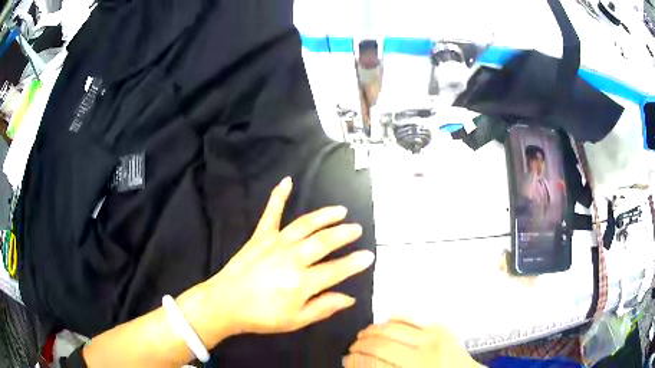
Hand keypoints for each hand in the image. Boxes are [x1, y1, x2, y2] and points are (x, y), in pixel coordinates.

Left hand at [202, 177, 374, 337]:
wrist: (225, 303)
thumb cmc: (261, 316)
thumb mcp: (296, 320)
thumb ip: (324, 307)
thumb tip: (349, 297)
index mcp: (301, 282)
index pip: (336, 270)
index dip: (354, 263)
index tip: (369, 256)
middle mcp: (292, 258)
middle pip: (324, 242)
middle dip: (344, 234)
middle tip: (357, 229)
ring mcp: (275, 243)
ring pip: (305, 225)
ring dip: (324, 216)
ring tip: (340, 211)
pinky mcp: (260, 236)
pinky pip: (271, 213)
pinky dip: (279, 196)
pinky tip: (287, 181)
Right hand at [343, 320, 482, 367]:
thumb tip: (356, 363)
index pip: (373, 362)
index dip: (354, 360)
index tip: (345, 359)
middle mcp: (422, 353)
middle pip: (380, 343)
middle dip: (360, 345)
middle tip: (353, 347)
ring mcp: (433, 336)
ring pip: (392, 326)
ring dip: (372, 330)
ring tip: (364, 335)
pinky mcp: (441, 326)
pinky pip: (411, 316)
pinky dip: (393, 319)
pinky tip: (385, 324)